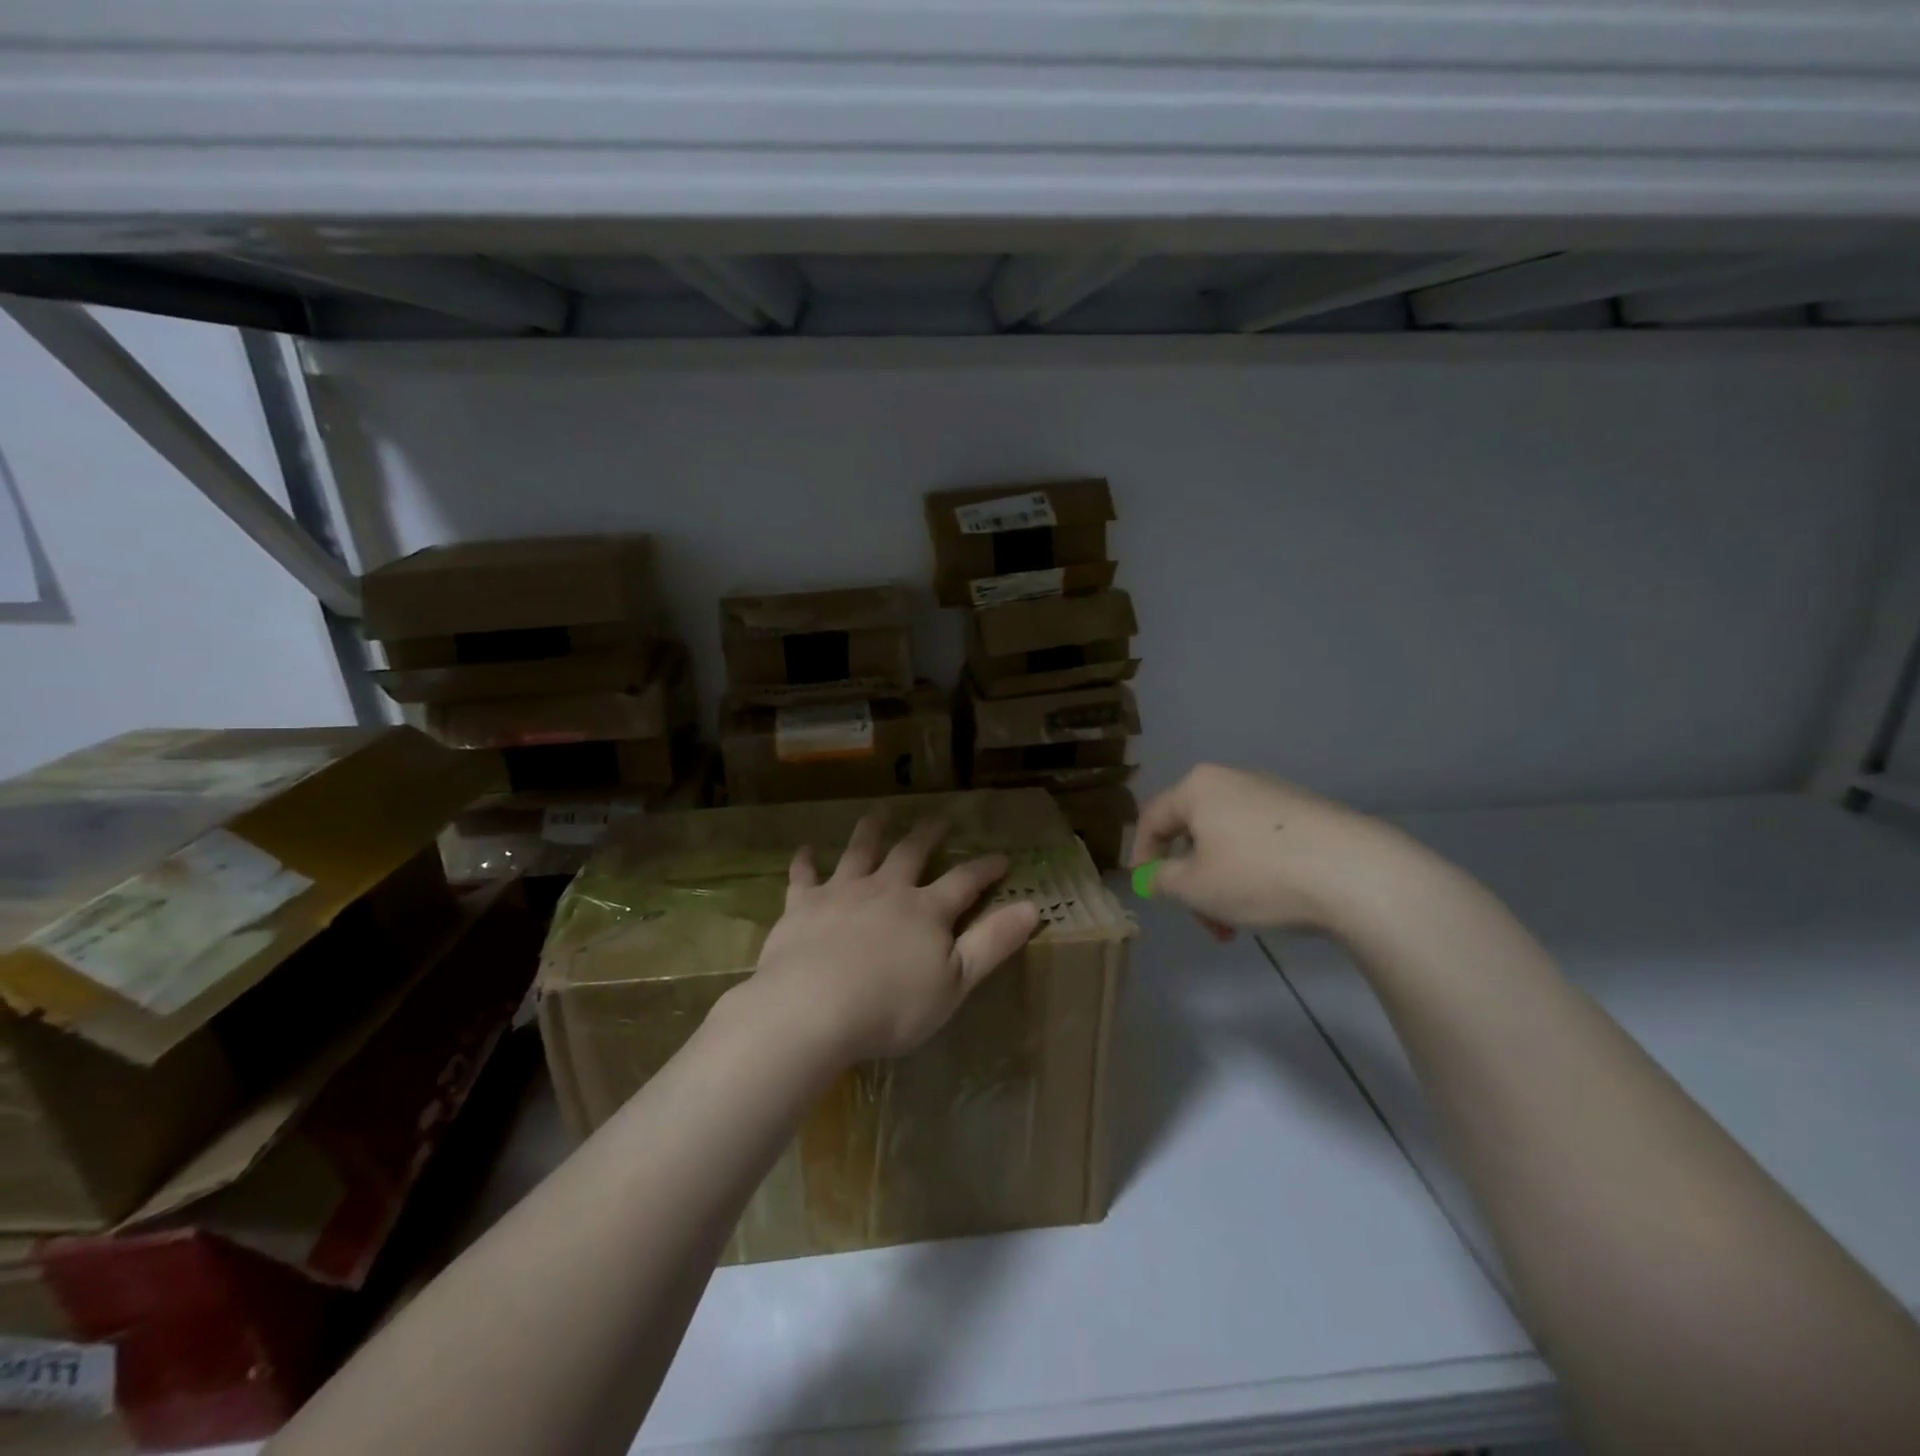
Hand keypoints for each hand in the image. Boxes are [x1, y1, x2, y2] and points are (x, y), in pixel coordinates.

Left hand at [742, 812, 1042, 1064]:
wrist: (813, 1008)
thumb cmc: (892, 1006)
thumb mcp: (955, 982)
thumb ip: (992, 943)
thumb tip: (1032, 907)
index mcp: (926, 911)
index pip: (964, 882)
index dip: (985, 869)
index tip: (1001, 857)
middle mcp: (886, 890)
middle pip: (911, 853)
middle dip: (927, 834)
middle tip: (938, 816)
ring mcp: (842, 893)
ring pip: (859, 852)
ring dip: (870, 831)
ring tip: (878, 813)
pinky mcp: (803, 905)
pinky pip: (804, 877)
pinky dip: (805, 862)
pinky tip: (804, 850)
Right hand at [1132, 764, 1400, 931]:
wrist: (1359, 875)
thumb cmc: (1259, 876)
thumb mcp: (1195, 887)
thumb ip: (1161, 880)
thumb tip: (1153, 875)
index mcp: (1198, 787)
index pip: (1152, 819)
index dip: (1141, 857)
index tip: (1148, 892)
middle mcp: (1234, 780)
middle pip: (1193, 833)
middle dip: (1191, 881)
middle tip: (1203, 920)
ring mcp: (1275, 794)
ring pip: (1228, 842)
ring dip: (1222, 883)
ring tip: (1238, 924)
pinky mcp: (1309, 814)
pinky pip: (1262, 843)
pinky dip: (1254, 873)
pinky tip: (1273, 904)